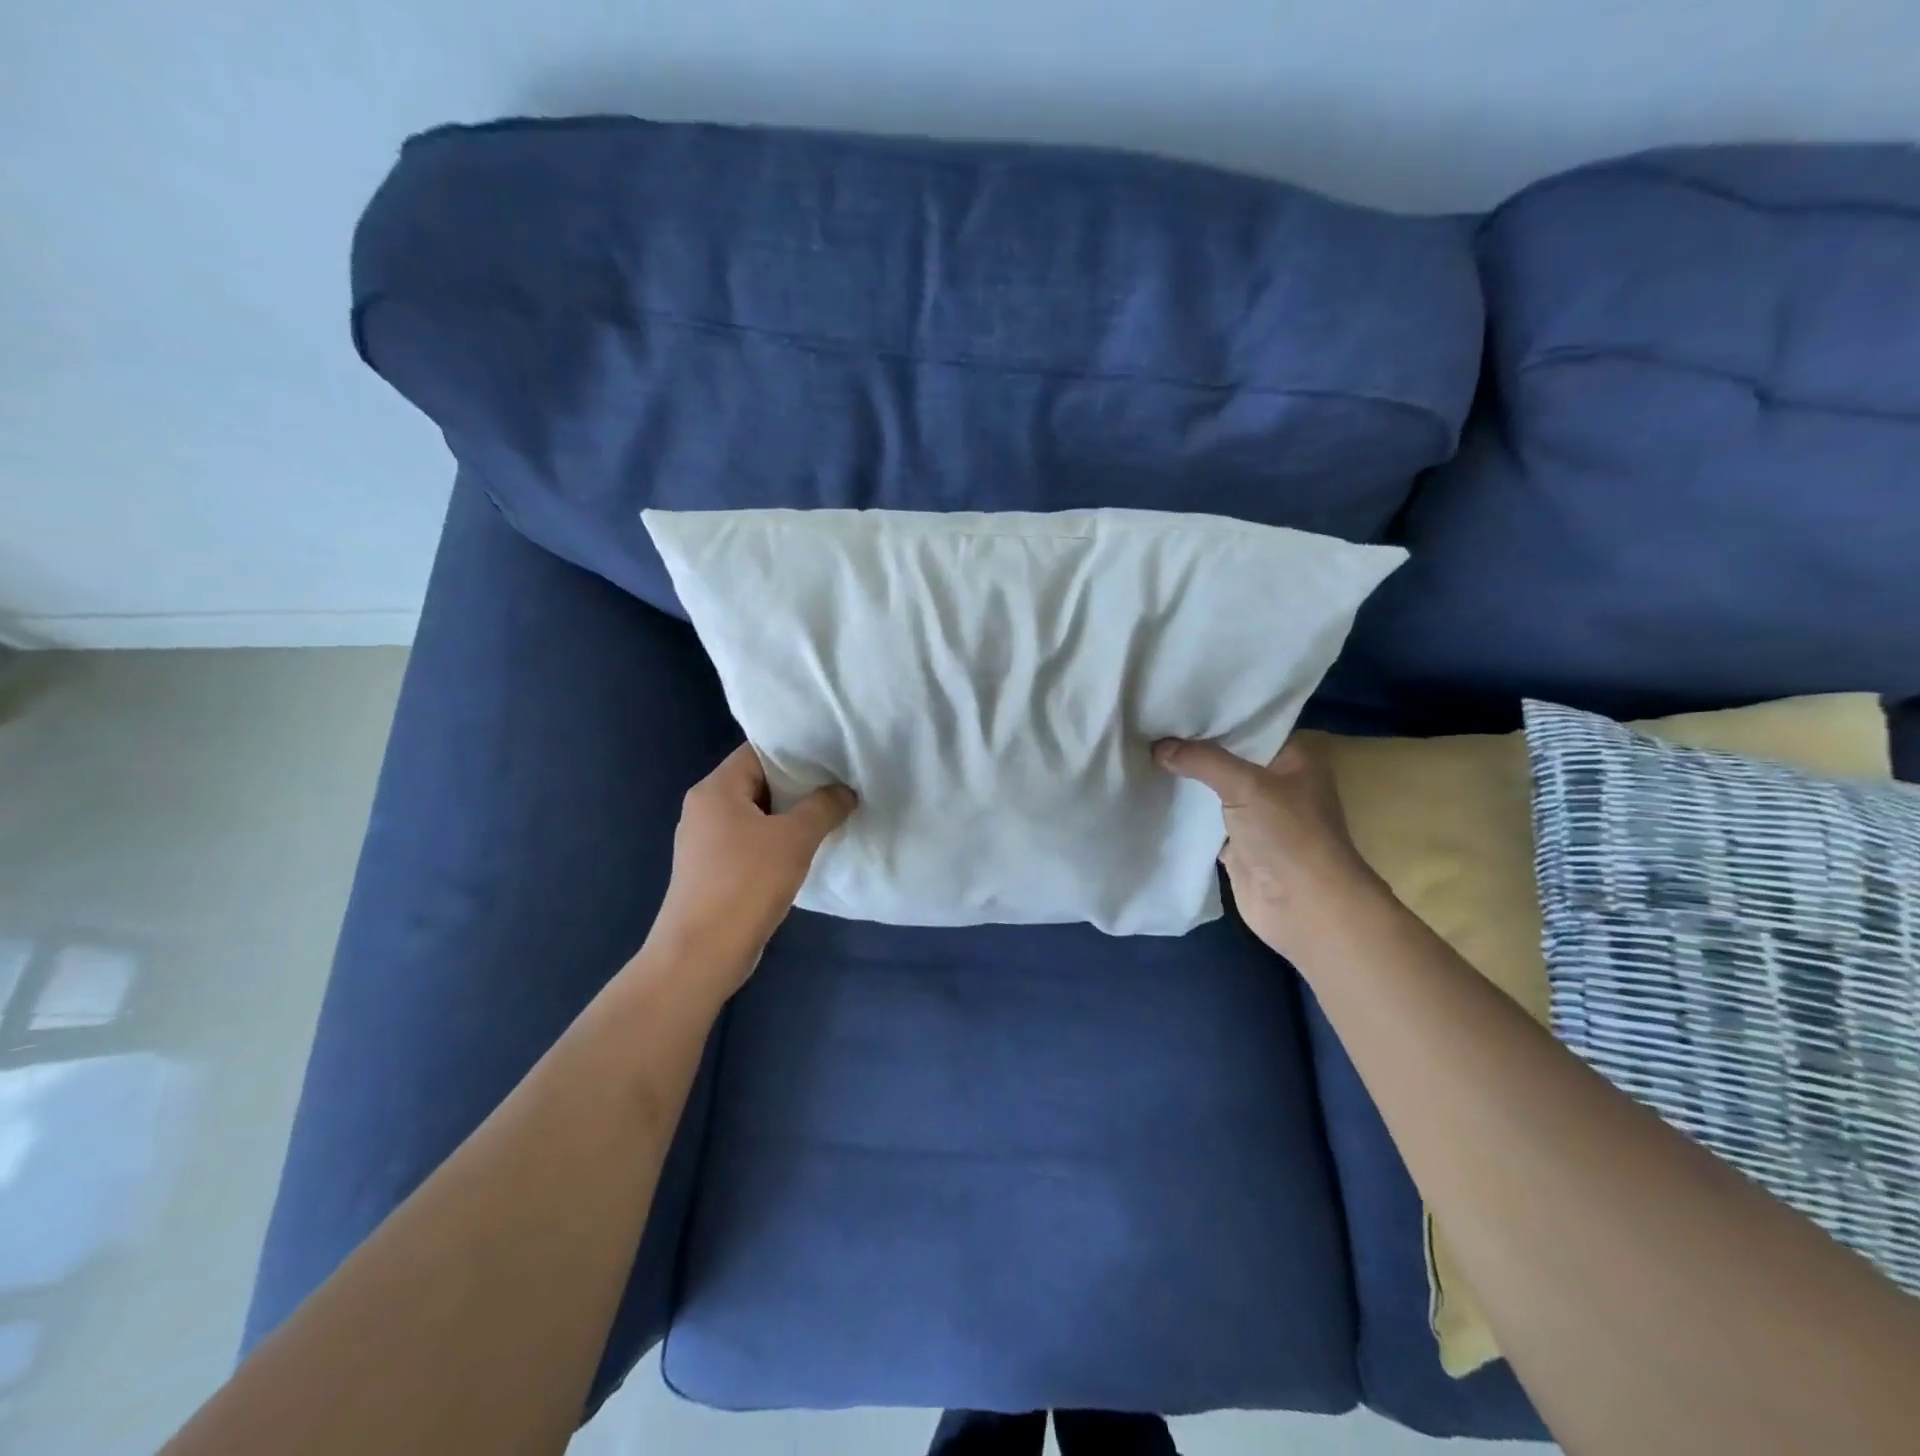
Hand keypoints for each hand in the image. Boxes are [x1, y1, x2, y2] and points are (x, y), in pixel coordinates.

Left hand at [646, 744, 856, 990]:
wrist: (700, 954)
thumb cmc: (746, 884)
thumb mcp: (794, 839)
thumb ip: (824, 807)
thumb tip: (845, 791)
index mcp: (715, 790)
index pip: (757, 752)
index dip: (795, 752)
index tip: (831, 758)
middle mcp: (704, 809)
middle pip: (757, 782)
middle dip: (798, 786)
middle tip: (838, 788)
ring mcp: (705, 843)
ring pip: (756, 816)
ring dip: (790, 818)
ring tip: (829, 818)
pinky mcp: (712, 872)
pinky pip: (750, 843)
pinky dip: (776, 843)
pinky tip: (804, 854)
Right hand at [1154, 732, 1376, 957]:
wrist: (1305, 908)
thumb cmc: (1289, 835)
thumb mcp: (1247, 785)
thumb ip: (1202, 760)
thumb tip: (1157, 746)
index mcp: (1295, 755)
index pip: (1251, 722)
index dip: (1215, 713)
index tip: (1174, 701)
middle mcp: (1278, 779)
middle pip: (1229, 754)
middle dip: (1193, 744)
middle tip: (1150, 722)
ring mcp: (1257, 813)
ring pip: (1215, 786)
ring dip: (1187, 777)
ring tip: (1144, 750)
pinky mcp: (1238, 842)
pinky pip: (1205, 817)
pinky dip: (1184, 809)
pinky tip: (1152, 791)